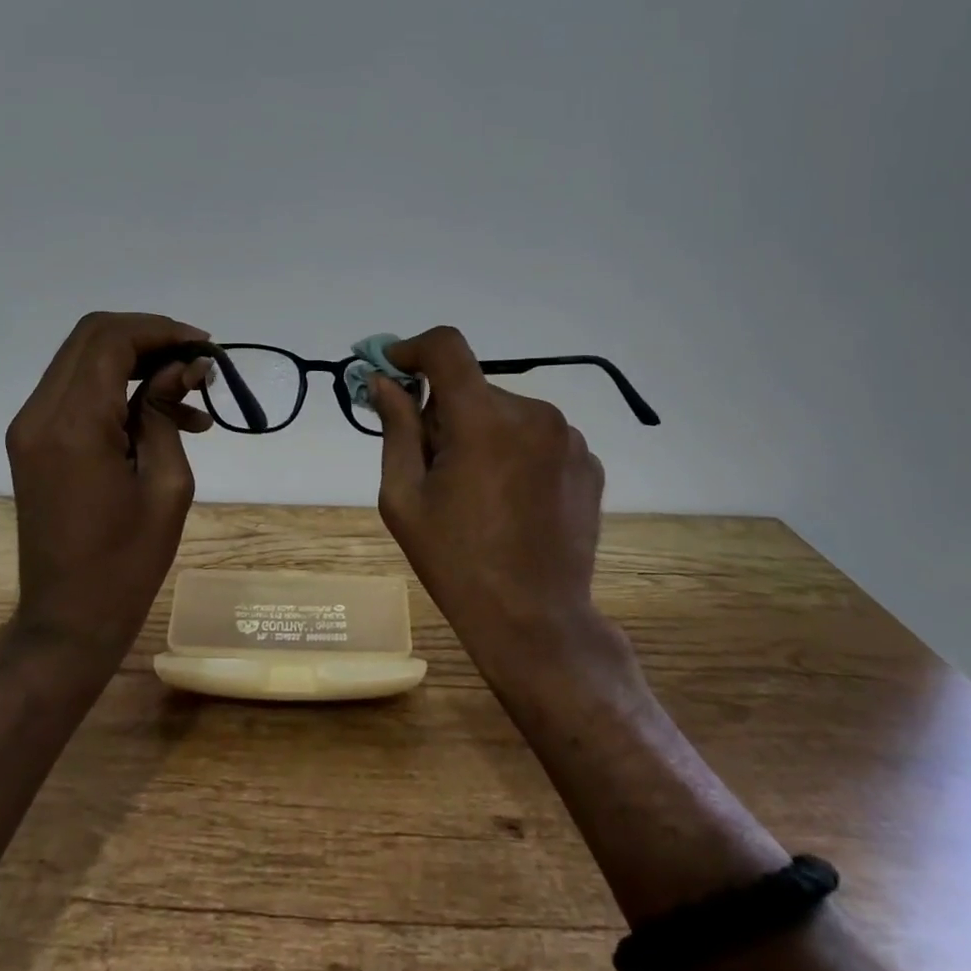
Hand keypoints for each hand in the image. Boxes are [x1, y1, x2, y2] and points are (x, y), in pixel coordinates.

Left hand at [4, 312, 213, 665]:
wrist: (67, 620)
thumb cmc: (127, 563)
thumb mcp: (166, 483)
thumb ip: (167, 412)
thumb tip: (185, 367)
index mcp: (74, 425)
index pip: (111, 340)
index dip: (161, 331)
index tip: (205, 348)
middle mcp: (40, 414)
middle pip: (92, 336)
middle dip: (149, 337)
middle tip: (196, 361)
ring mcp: (30, 426)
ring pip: (83, 358)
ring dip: (136, 360)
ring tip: (190, 394)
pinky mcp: (33, 441)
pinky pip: (77, 390)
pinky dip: (118, 387)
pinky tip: (164, 416)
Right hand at [371, 326, 624, 685]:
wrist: (535, 622)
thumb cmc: (456, 562)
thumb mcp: (404, 497)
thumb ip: (396, 427)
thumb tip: (383, 380)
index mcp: (484, 419)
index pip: (447, 347)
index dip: (413, 349)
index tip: (394, 371)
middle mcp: (533, 414)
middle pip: (473, 388)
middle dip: (445, 412)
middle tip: (433, 464)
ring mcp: (569, 438)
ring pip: (505, 413)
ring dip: (482, 432)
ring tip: (476, 490)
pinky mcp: (588, 462)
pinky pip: (538, 437)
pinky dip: (516, 452)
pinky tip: (512, 500)